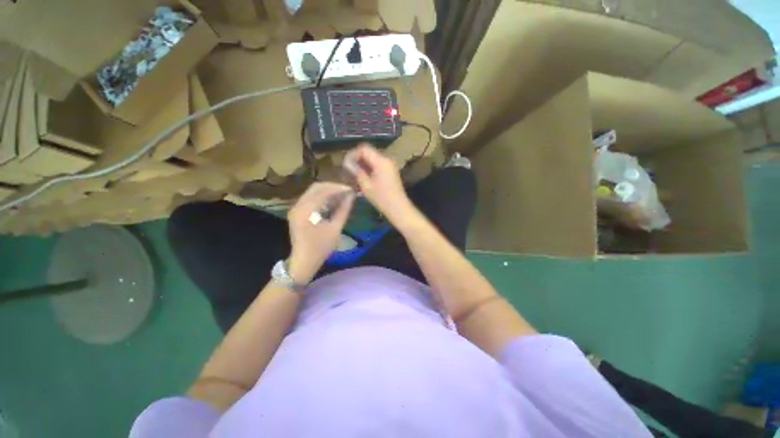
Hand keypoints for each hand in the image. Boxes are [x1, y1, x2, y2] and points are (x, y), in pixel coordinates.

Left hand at [287, 182, 354, 283]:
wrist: (303, 261)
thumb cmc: (321, 248)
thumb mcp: (335, 229)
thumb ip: (344, 210)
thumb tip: (351, 196)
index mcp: (306, 211)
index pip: (323, 191)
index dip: (338, 188)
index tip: (351, 189)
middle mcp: (298, 206)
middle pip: (316, 187)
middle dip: (333, 187)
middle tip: (347, 191)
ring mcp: (295, 208)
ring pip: (313, 191)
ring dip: (328, 191)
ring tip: (342, 195)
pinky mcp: (296, 211)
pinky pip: (310, 198)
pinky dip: (322, 196)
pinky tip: (332, 201)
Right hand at [344, 144, 419, 228]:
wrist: (398, 208)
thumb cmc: (381, 198)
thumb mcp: (366, 185)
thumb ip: (356, 171)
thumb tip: (348, 163)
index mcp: (381, 161)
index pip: (364, 149)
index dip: (353, 154)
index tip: (346, 164)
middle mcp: (386, 159)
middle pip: (368, 152)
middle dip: (357, 159)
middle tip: (348, 170)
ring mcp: (390, 165)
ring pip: (373, 159)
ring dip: (363, 164)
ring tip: (354, 175)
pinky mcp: (391, 171)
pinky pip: (378, 165)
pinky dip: (369, 168)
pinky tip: (363, 178)